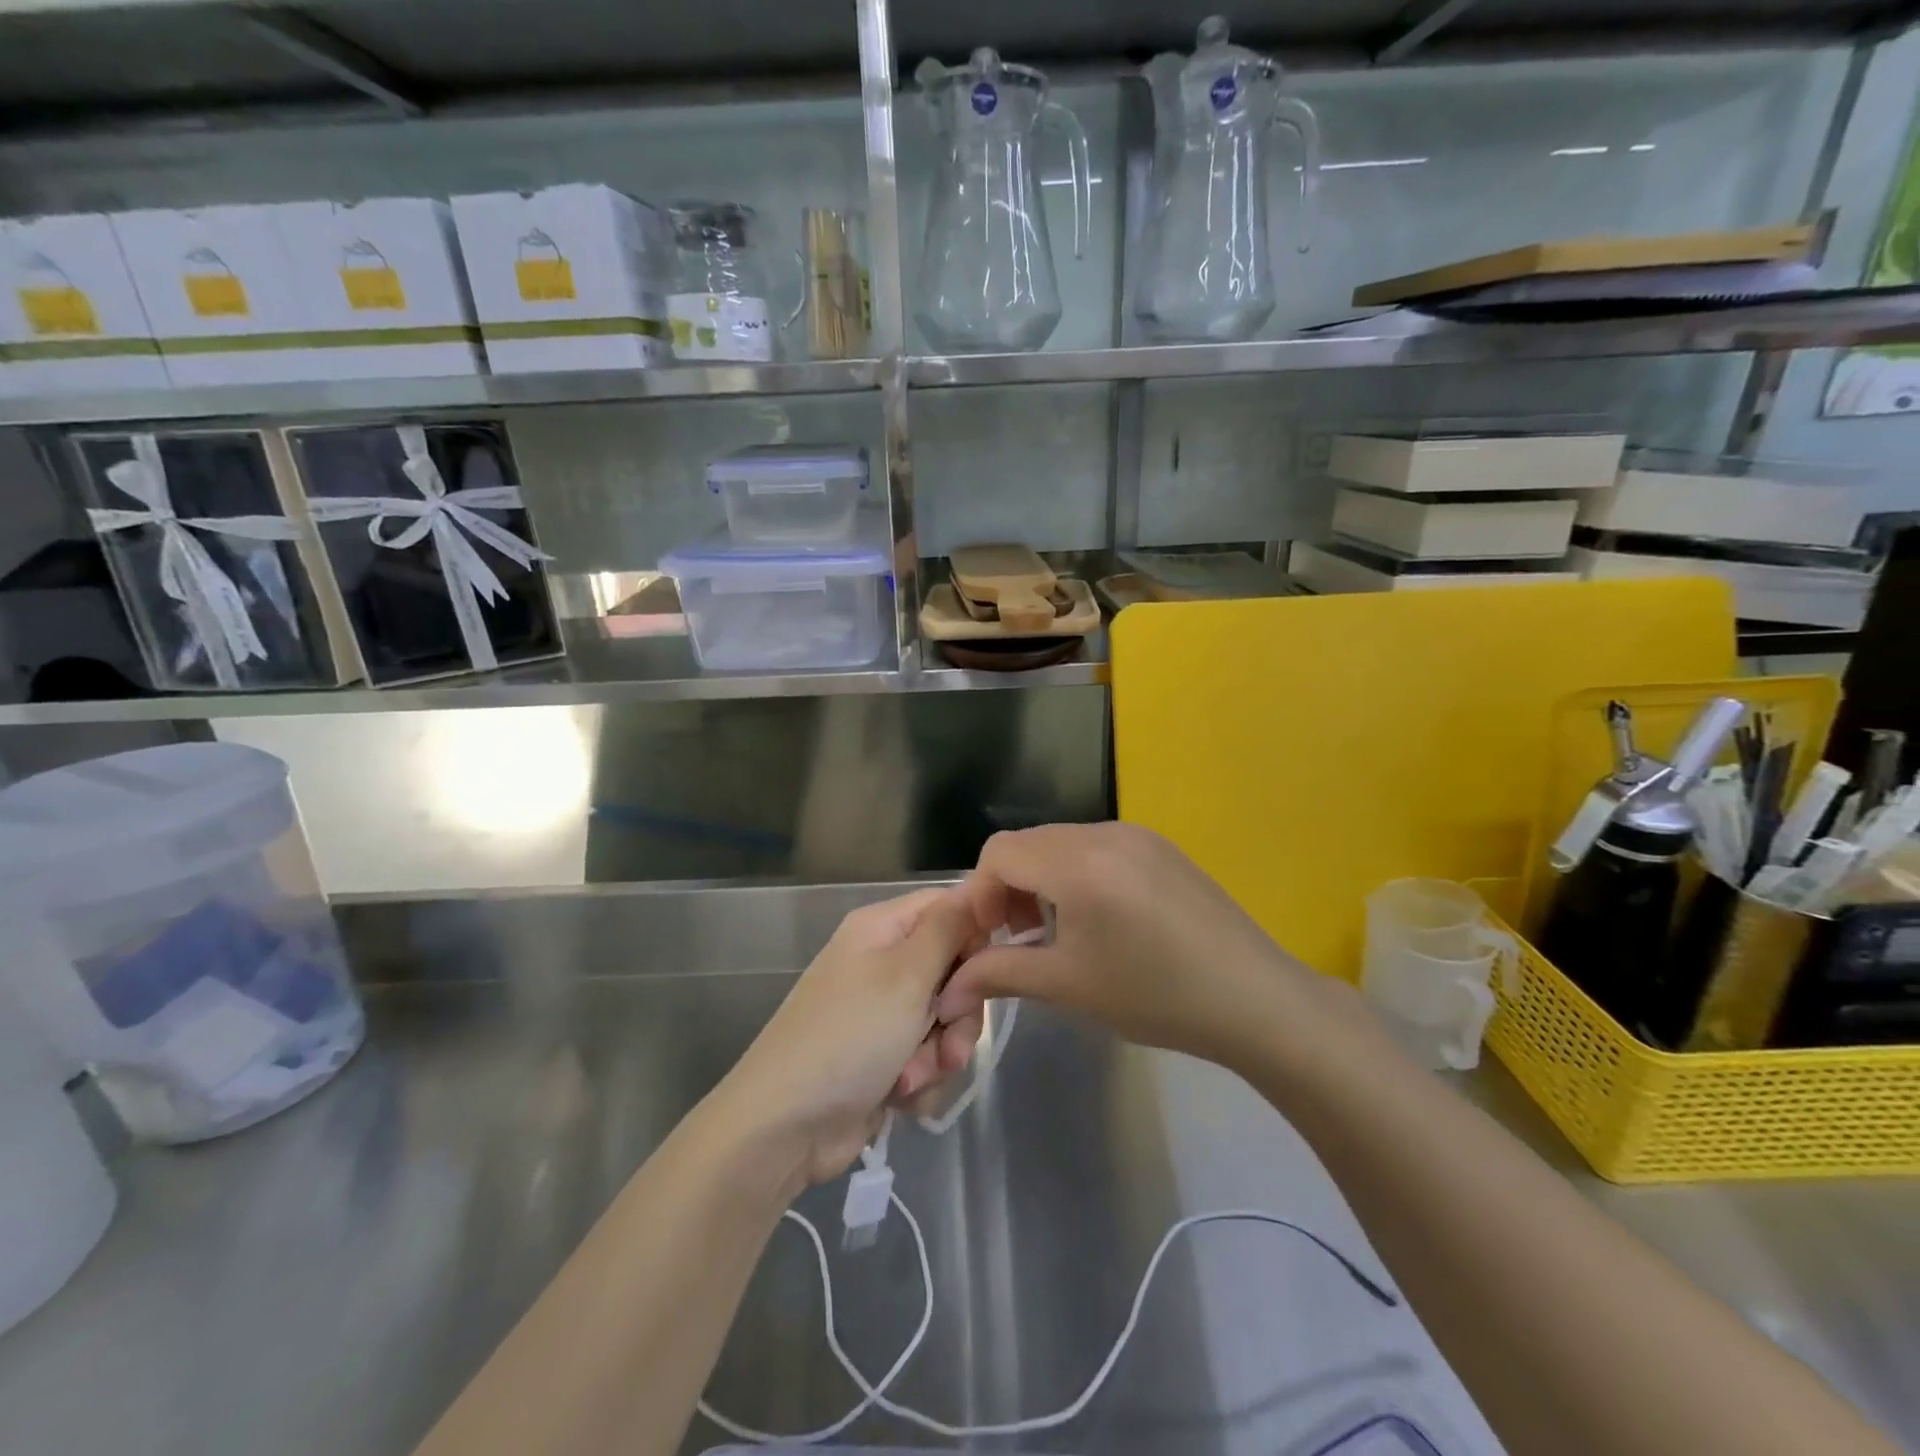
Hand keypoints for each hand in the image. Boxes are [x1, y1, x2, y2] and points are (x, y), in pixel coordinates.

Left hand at [719, 887, 988, 1188]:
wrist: (786, 1126)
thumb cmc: (850, 1035)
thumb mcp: (907, 973)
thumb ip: (949, 928)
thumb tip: (976, 887)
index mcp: (882, 928)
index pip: (949, 907)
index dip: (976, 934)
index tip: (988, 970)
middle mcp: (882, 962)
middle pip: (954, 969)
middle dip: (959, 1011)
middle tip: (948, 1035)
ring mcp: (882, 1012)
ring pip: (945, 1020)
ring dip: (940, 1051)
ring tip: (913, 1076)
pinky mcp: (884, 1057)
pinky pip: (928, 1056)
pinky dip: (921, 1077)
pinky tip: (899, 1095)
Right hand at [938, 823, 1344, 1075]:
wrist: (1254, 998)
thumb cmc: (1155, 994)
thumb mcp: (1068, 985)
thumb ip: (1000, 973)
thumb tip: (946, 988)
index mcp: (1078, 861)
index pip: (998, 853)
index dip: (980, 895)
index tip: (990, 940)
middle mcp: (1104, 832)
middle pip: (1028, 843)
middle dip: (1007, 887)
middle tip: (1017, 938)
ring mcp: (1136, 835)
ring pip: (1060, 843)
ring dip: (1041, 880)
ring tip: (1055, 931)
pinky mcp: (1159, 846)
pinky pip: (1095, 847)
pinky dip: (1075, 874)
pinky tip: (1097, 918)